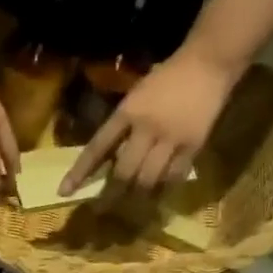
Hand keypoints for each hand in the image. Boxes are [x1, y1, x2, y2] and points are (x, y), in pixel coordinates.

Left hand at [59, 48, 240, 196]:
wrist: (209, 62)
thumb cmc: (166, 78)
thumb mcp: (134, 97)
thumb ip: (120, 127)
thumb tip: (105, 161)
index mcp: (127, 112)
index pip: (96, 148)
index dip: (79, 173)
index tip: (64, 192)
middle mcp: (146, 128)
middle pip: (124, 172)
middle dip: (110, 195)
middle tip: (101, 211)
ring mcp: (171, 138)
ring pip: (148, 179)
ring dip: (136, 197)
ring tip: (129, 208)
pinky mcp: (193, 145)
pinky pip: (174, 176)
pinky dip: (163, 188)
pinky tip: (157, 195)